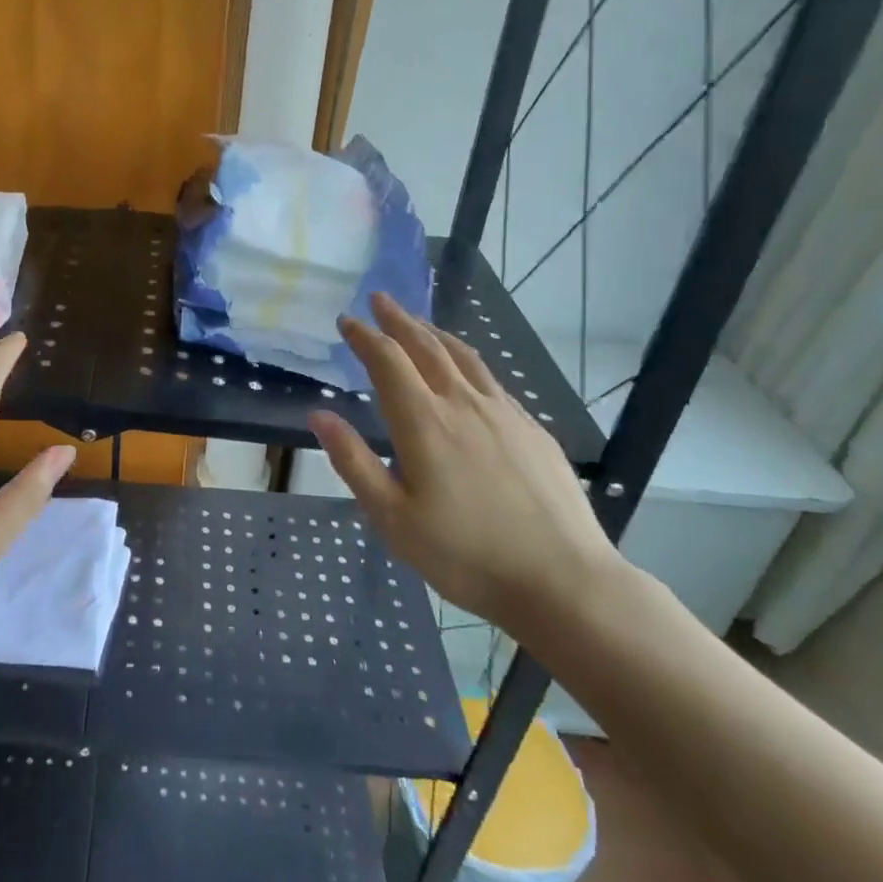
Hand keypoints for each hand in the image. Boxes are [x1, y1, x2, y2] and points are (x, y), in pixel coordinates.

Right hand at [307, 293, 622, 634]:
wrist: (564, 581)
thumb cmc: (466, 555)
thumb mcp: (393, 518)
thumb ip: (353, 462)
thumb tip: (318, 415)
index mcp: (424, 422)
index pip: (387, 361)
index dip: (364, 336)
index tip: (346, 320)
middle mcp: (463, 404)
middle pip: (426, 346)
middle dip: (398, 320)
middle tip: (379, 299)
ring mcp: (504, 413)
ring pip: (463, 357)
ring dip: (434, 332)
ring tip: (417, 322)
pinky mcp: (532, 429)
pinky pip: (491, 380)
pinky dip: (466, 361)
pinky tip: (465, 373)